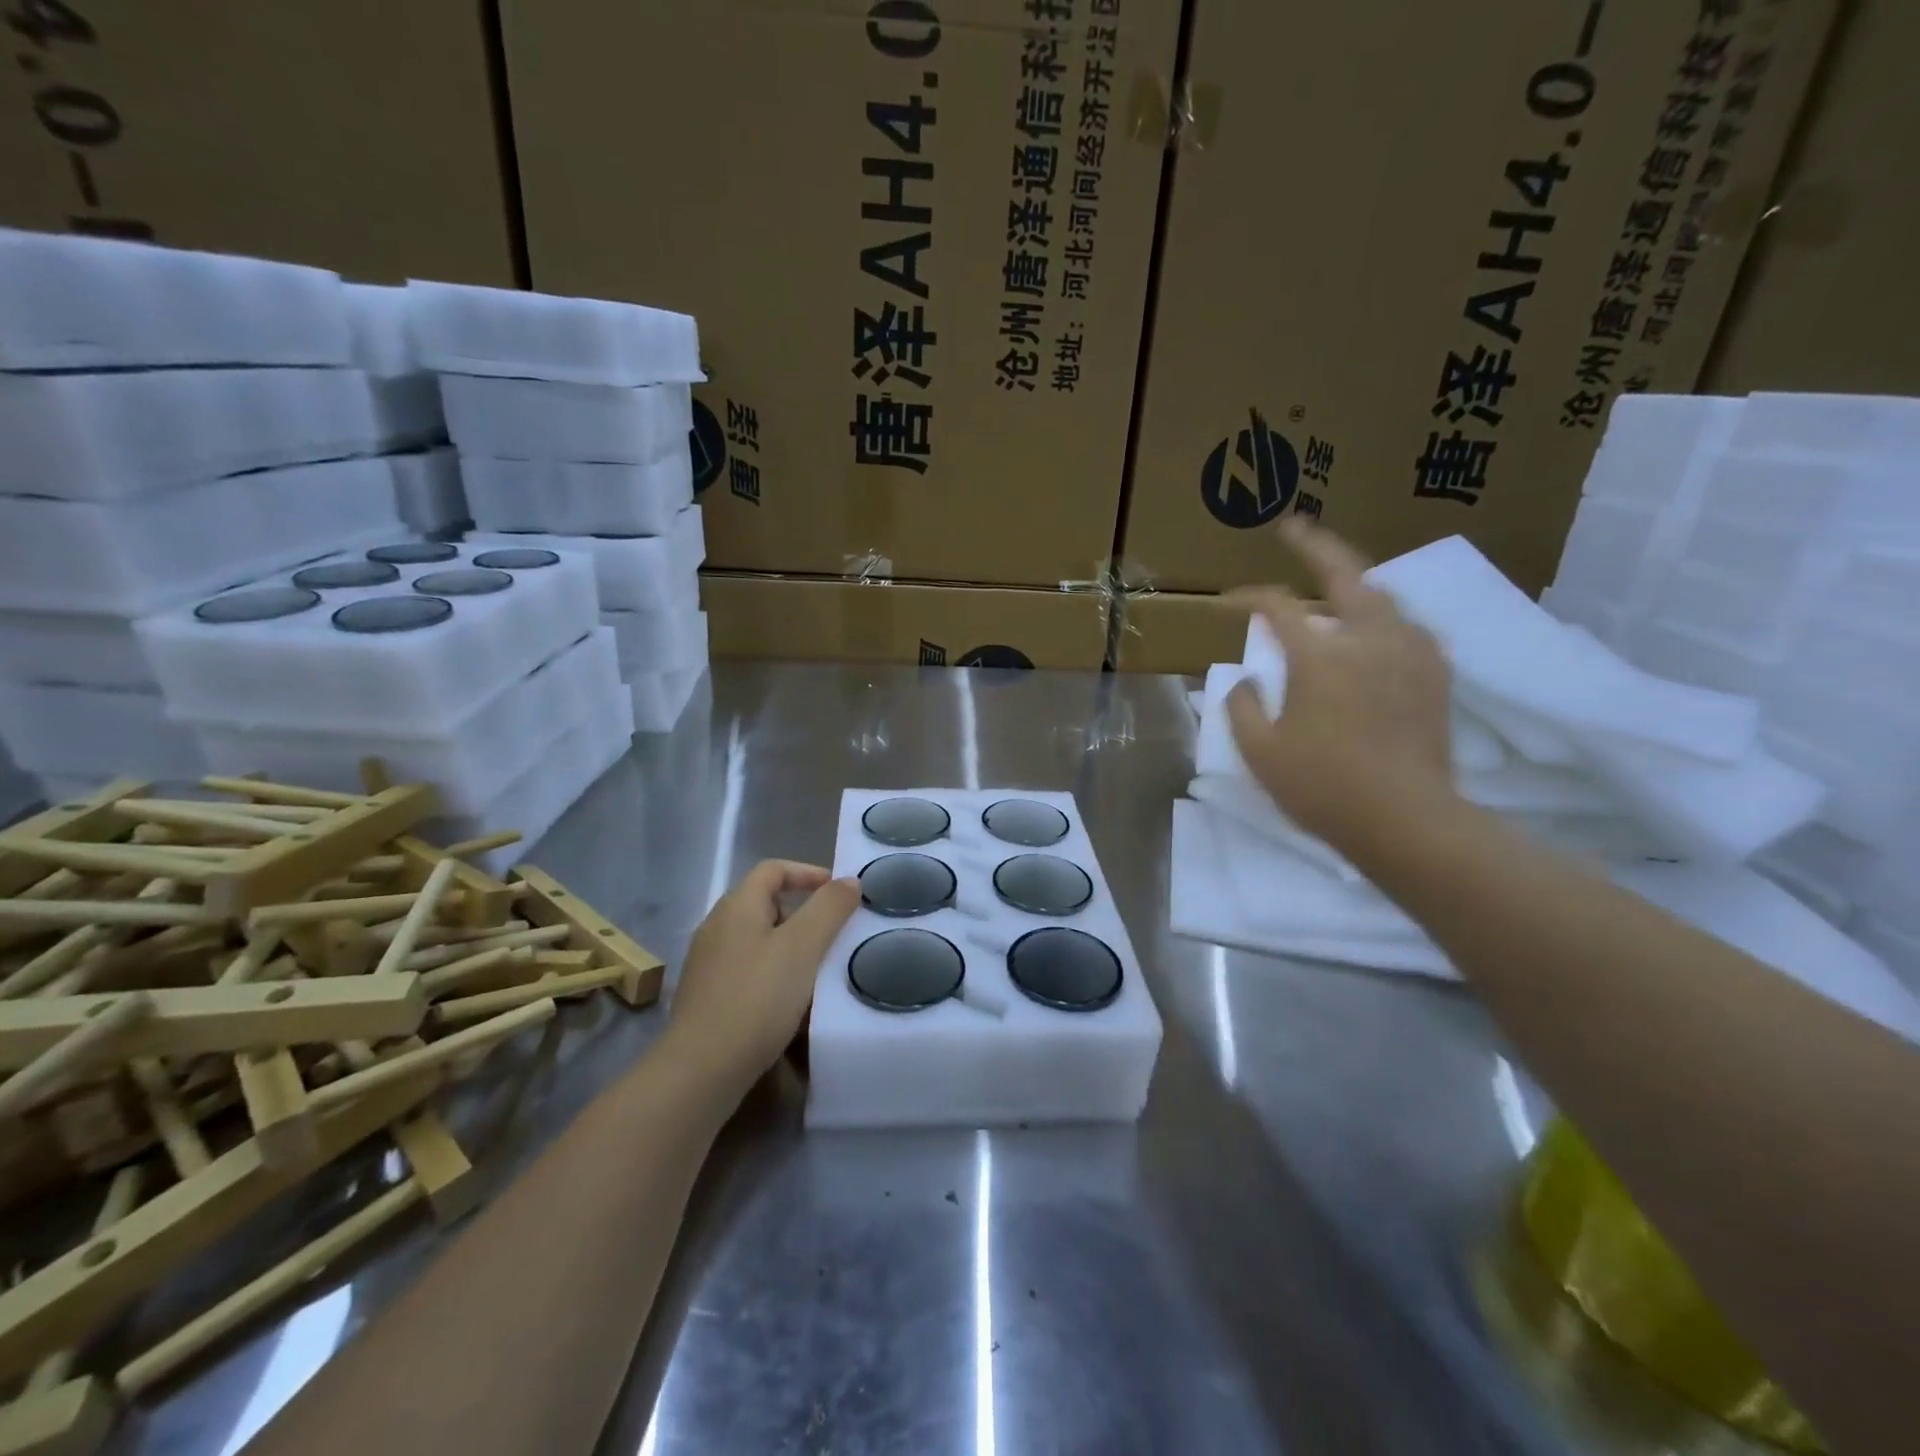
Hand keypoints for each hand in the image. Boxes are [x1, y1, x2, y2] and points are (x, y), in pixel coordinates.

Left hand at [664, 860, 859, 1091]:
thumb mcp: (803, 947)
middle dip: (803, 913)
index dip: (808, 873)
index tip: (840, 893)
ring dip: (790, 947)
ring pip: (758, 939)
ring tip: (818, 969)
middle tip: (833, 934)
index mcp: (737, 906)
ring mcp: (707, 963)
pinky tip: (790, 1002)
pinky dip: (773, 974)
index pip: (773, 869)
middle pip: (765, 903)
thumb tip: (849, 880)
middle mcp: (716, 927)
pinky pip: (748, 970)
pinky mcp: (706, 996)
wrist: (701, 1070)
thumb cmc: (757, 997)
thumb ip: (829, 908)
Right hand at [1226, 520, 1455, 850]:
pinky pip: (1407, 626)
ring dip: (1353, 583)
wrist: (1407, 821)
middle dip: (1315, 545)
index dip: (1247, 598)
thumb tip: (1247, 679)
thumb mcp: (1261, 752)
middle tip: (1293, 527)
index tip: (1225, 602)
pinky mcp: (1435, 674)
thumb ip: (1243, 706)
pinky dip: (1383, 616)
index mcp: (1321, 657)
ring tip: (1334, 583)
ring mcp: (1410, 653)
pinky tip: (1374, 630)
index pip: (1277, 608)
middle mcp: (1370, 639)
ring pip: (1382, 597)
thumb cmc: (1323, 787)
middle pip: (1344, 574)